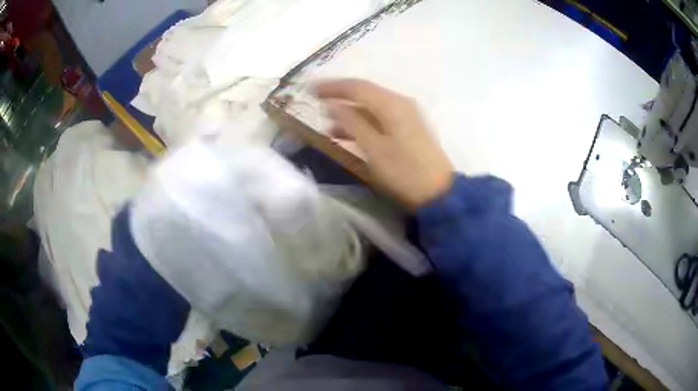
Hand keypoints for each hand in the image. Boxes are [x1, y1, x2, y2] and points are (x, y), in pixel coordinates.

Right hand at [316, 79, 453, 209]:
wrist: (439, 193)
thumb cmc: (404, 172)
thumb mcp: (374, 149)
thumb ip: (352, 123)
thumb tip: (333, 104)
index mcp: (393, 105)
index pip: (358, 87)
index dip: (333, 86)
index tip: (311, 88)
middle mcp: (400, 104)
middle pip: (365, 93)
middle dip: (340, 97)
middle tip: (316, 102)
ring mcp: (406, 116)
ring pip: (372, 107)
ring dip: (349, 112)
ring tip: (327, 124)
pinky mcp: (408, 129)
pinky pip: (380, 119)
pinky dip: (362, 123)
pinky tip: (348, 134)